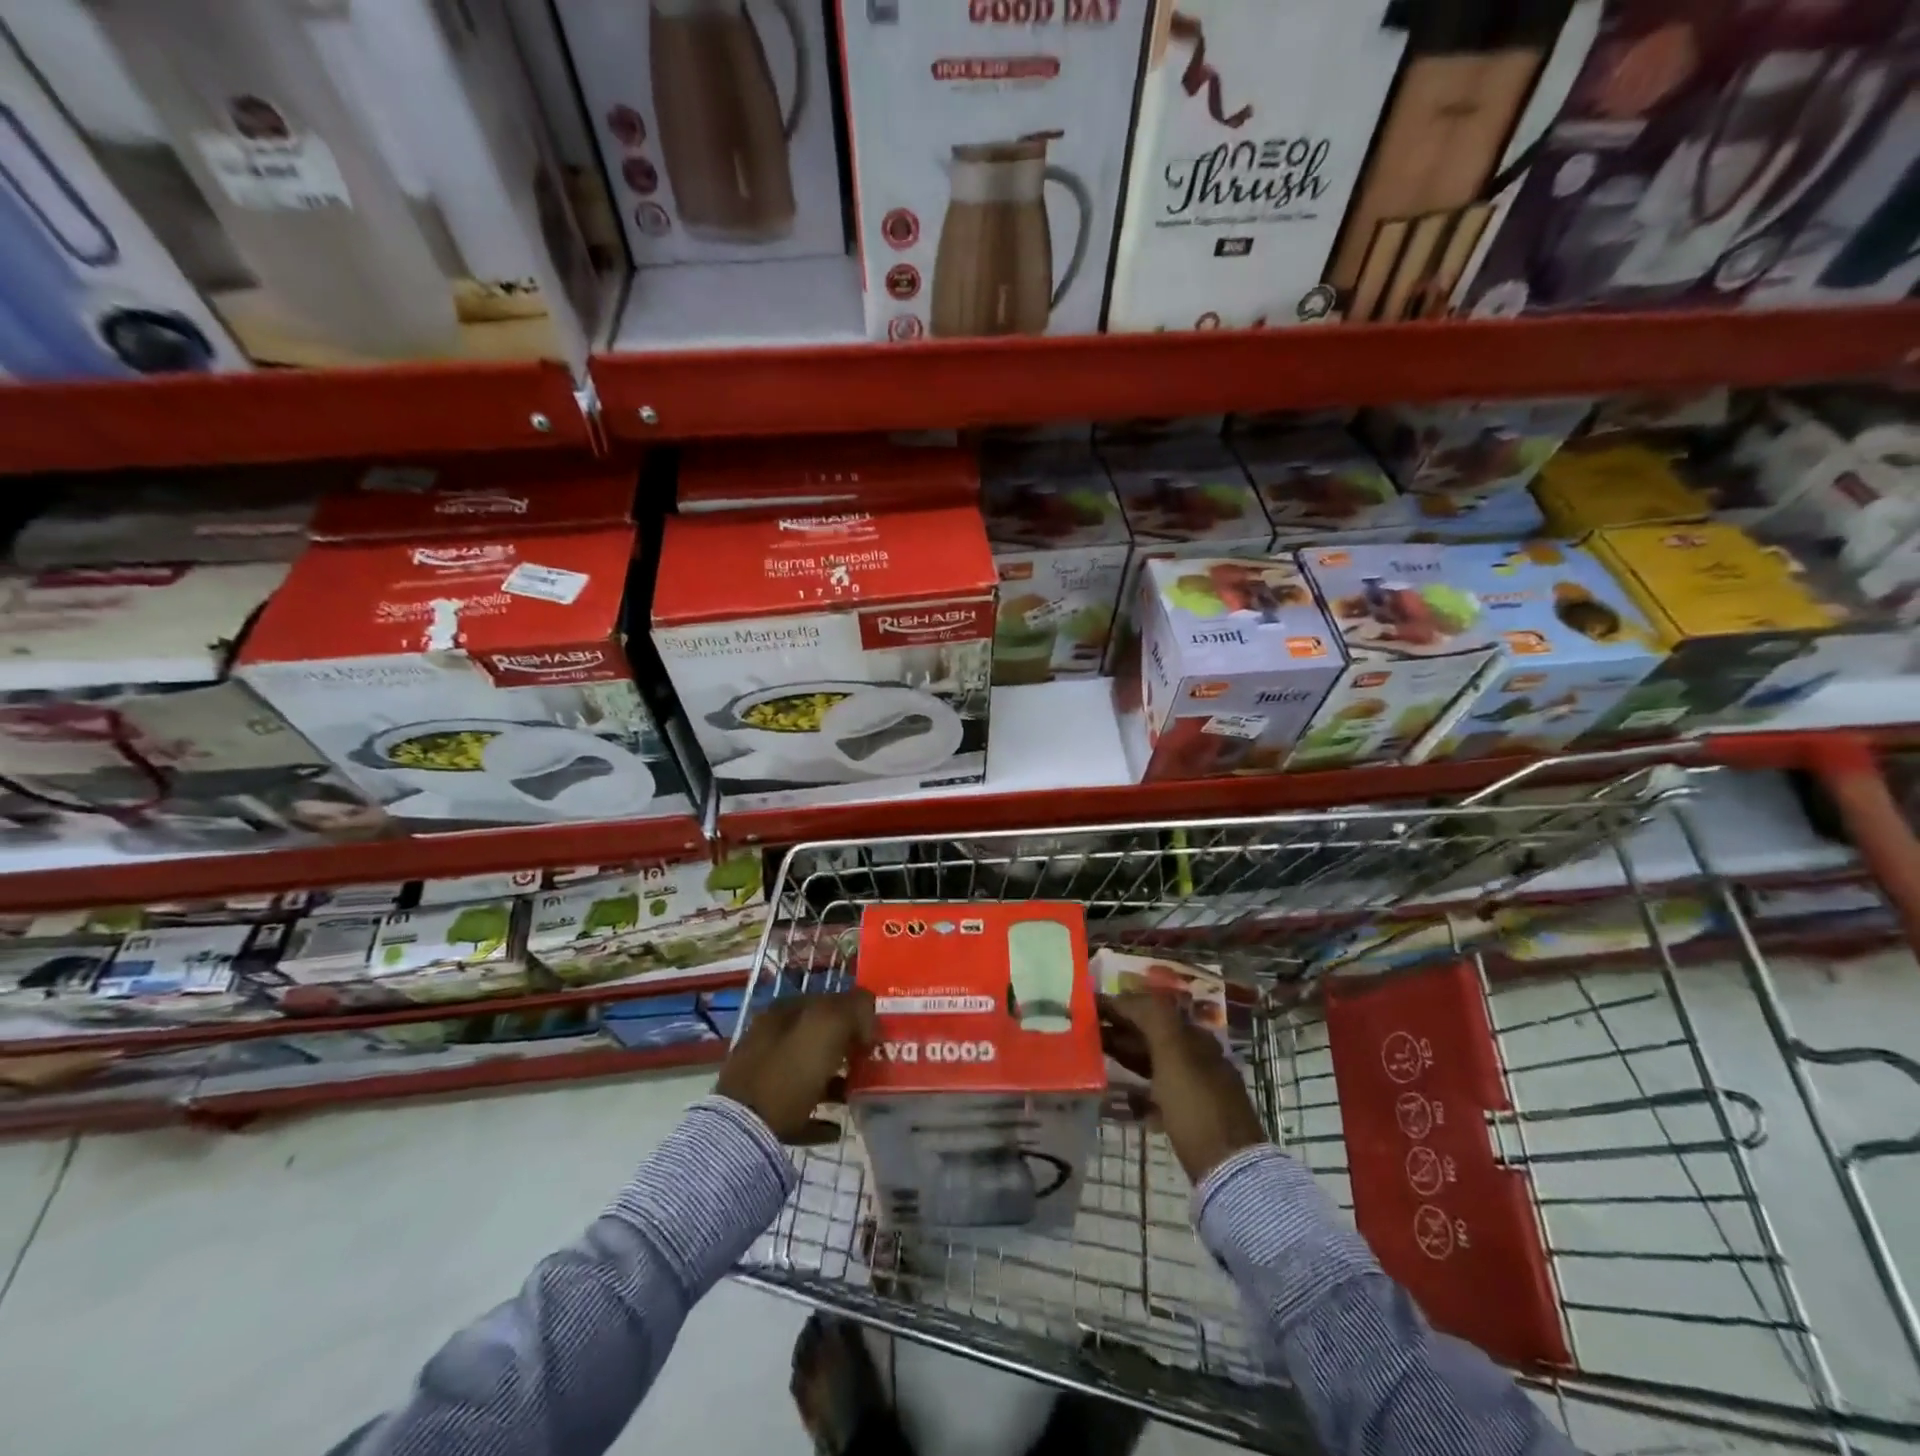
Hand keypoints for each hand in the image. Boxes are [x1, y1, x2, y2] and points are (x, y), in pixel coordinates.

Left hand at [717, 990, 874, 1144]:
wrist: (745, 1132)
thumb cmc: (789, 1070)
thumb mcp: (828, 1026)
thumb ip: (853, 1008)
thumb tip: (868, 1014)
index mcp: (782, 1013)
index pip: (824, 1001)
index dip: (852, 1012)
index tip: (875, 1032)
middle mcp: (769, 1039)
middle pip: (816, 1038)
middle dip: (844, 1047)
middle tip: (870, 1061)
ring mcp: (762, 1077)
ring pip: (807, 1073)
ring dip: (833, 1081)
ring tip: (858, 1093)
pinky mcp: (761, 1116)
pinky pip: (798, 1112)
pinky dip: (818, 1117)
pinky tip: (836, 1128)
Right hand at [1099, 992, 1266, 1182]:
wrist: (1230, 1169)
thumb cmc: (1197, 1106)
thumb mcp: (1174, 1054)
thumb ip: (1153, 1018)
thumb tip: (1127, 994)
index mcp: (1195, 1038)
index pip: (1153, 1010)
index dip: (1121, 1005)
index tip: (1089, 1006)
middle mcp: (1197, 1058)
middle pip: (1152, 1035)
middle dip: (1120, 1030)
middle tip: (1085, 1031)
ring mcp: (1195, 1089)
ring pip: (1154, 1063)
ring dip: (1125, 1056)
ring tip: (1094, 1056)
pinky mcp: (1191, 1118)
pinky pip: (1157, 1094)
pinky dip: (1137, 1090)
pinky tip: (1119, 1097)